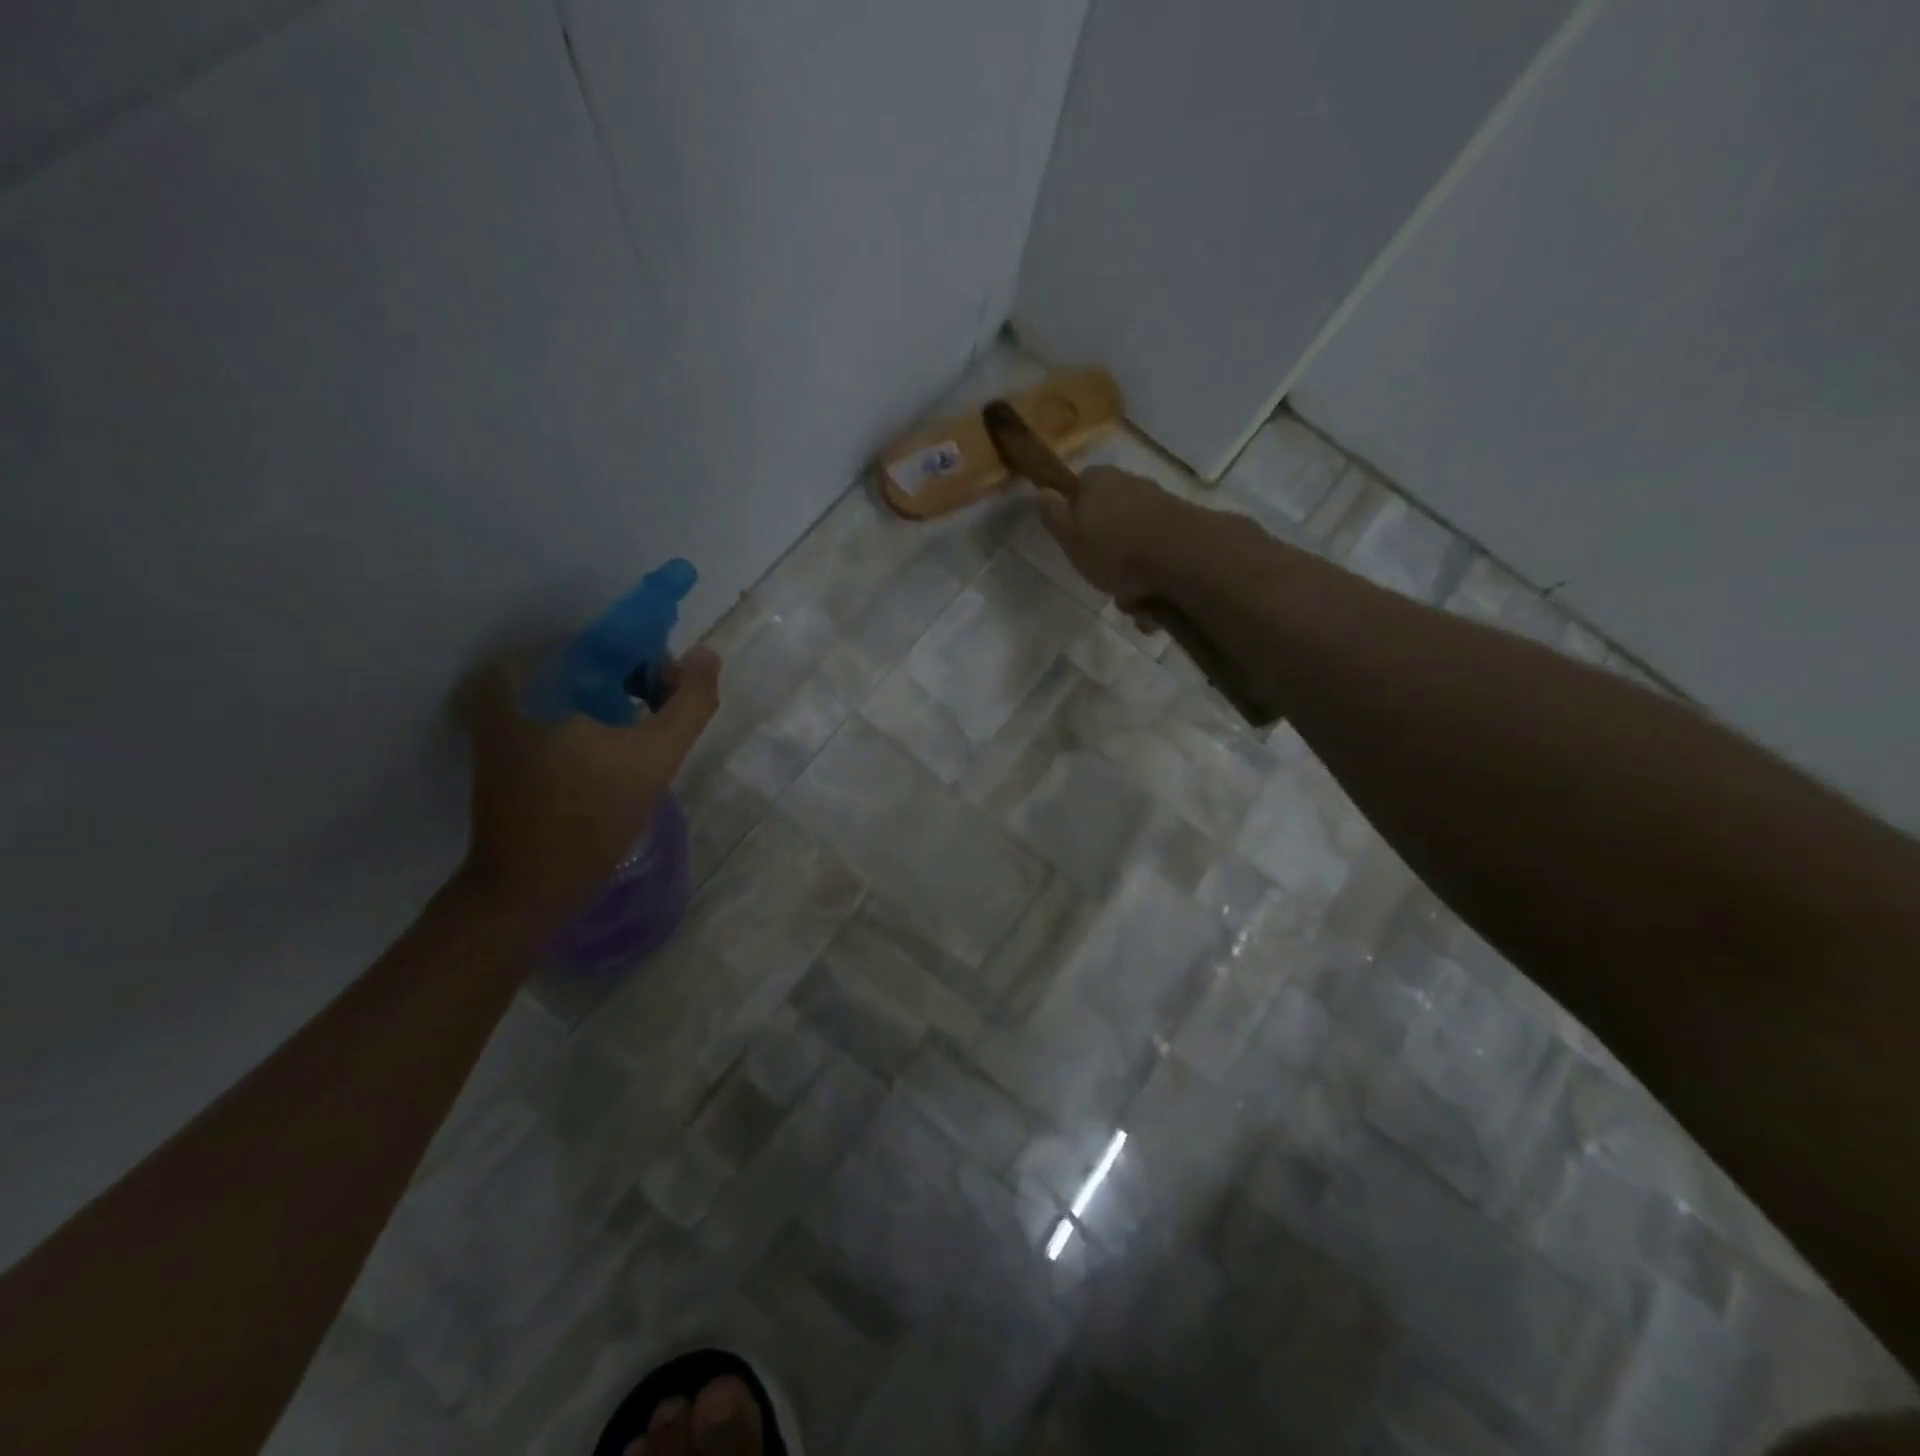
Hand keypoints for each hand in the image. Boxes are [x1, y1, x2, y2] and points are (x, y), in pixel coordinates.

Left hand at [459, 646, 720, 932]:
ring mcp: (498, 709)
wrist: (526, 885)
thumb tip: (706, 653)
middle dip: (638, 686)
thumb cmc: (592, 818)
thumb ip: (691, 701)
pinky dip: (593, 720)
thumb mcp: (657, 756)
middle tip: (661, 730)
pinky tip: (613, 755)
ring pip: (582, 687)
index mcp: (536, 672)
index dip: (657, 666)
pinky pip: (562, 708)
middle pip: (597, 662)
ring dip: (619, 705)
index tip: (672, 706)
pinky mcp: (499, 736)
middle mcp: (508, 679)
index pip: (616, 643)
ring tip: (641, 746)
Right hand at [1039, 465, 1187, 610]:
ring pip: (1134, 543)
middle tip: (1100, 576)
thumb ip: (1054, 515)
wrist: (1181, 556)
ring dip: (1130, 574)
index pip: (1080, 485)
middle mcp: (1131, 484)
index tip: (1072, 539)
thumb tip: (1044, 492)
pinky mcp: (1183, 529)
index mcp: (1099, 479)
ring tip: (1130, 598)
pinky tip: (1152, 601)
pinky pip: (1158, 557)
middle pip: (1108, 518)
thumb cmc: (1114, 547)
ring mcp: (1160, 505)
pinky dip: (1152, 579)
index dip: (1073, 512)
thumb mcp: (1069, 536)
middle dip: (1105, 551)